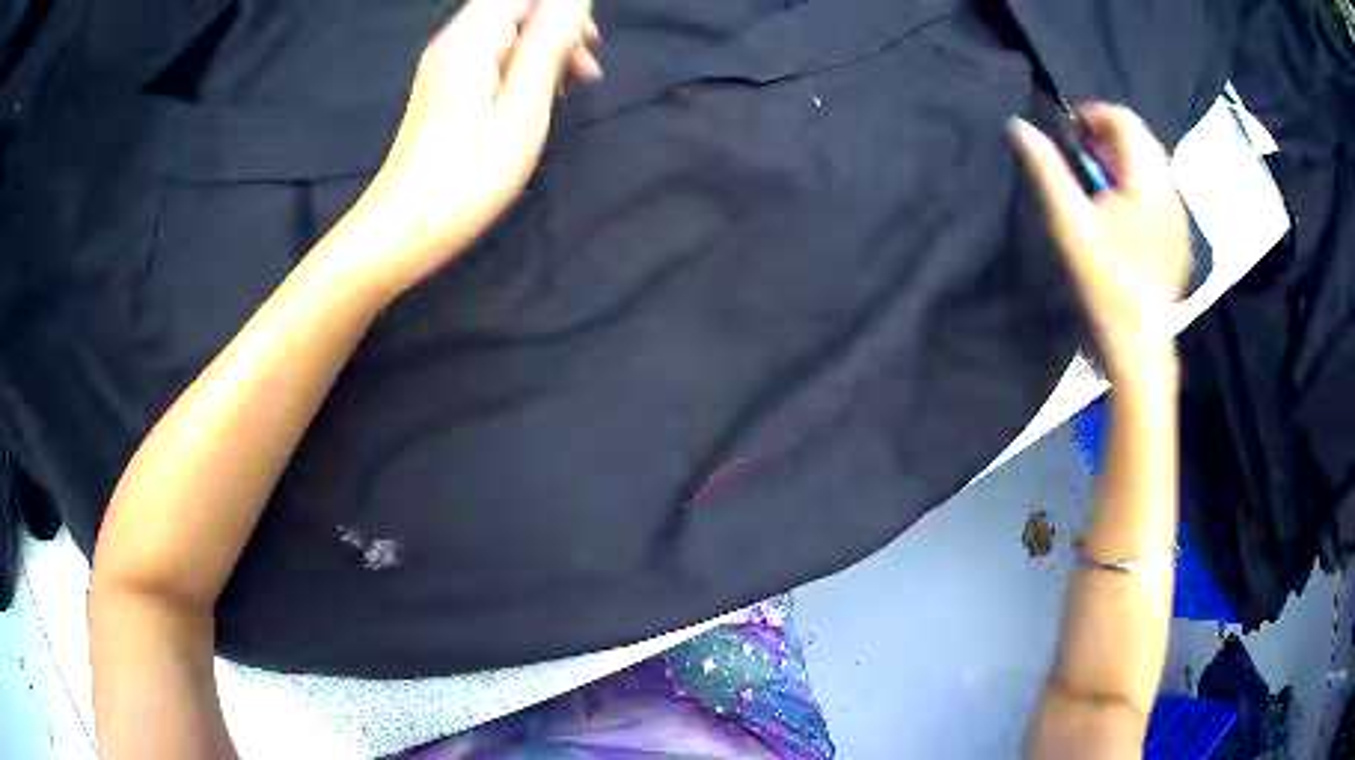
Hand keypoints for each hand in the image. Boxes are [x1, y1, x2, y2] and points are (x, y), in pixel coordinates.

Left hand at [345, 0, 600, 295]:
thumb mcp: (521, 108)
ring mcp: (446, 66)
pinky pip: (493, 57)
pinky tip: (537, 100)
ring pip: (508, 33)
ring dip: (546, 49)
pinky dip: (523, 68)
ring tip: (570, 90)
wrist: (401, 231)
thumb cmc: (466, 178)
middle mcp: (454, 42)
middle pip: (516, 7)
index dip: (563, 7)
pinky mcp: (445, 90)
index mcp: (471, 39)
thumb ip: (549, 43)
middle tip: (586, 71)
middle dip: (559, 26)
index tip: (587, 43)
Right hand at [1009, 104, 1188, 379]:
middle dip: (1110, 136)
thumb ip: (1046, 169)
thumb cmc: (1104, 281)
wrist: (1138, 340)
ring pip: (1154, 165)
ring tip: (1101, 185)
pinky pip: (1162, 193)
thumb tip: (1018, 126)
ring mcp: (1179, 217)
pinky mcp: (1181, 238)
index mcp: (1146, 182)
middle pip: (1141, 139)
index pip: (1125, 120)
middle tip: (1083, 157)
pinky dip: (1141, 186)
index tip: (1073, 134)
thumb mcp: (1069, 222)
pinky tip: (1124, 213)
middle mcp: (1169, 191)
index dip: (1095, 115)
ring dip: (1125, 160)